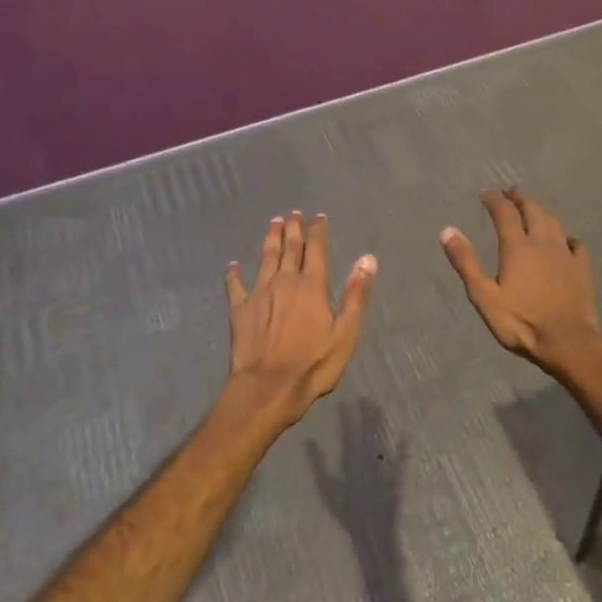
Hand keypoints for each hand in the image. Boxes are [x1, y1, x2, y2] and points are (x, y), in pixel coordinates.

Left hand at [224, 211, 376, 428]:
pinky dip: (234, 274)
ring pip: (266, 259)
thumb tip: (367, 258)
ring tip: (273, 223)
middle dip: (294, 229)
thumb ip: (356, 294)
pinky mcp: (239, 310)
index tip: (318, 217)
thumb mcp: (345, 333)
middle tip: (294, 213)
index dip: (318, 231)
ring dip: (270, 239)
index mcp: (312, 286)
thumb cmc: (313, 364)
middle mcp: (285, 282)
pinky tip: (233, 266)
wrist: (267, 387)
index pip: (316, 250)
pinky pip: (235, 286)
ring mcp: (259, 294)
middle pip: (290, 248)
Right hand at [440, 188, 601, 374]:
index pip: (504, 213)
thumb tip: (447, 230)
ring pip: (554, 222)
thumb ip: (466, 262)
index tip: (485, 194)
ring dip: (541, 211)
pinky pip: (575, 244)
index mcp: (517, 247)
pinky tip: (565, 241)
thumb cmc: (521, 322)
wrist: (567, 342)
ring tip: (533, 209)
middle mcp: (543, 243)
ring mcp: (566, 254)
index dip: (494, 200)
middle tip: (511, 192)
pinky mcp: (582, 268)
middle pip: (532, 210)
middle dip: (520, 198)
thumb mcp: (484, 296)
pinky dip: (566, 236)